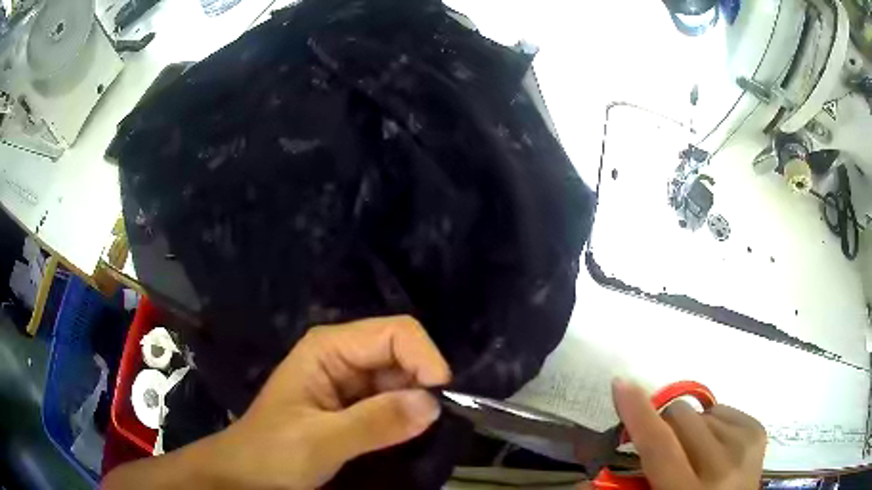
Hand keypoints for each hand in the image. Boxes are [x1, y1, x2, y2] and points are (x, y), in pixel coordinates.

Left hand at [104, 316, 450, 489]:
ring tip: (415, 433)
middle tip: (428, 423)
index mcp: (329, 347)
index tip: (439, 400)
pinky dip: (407, 414)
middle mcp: (343, 354)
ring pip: (402, 377)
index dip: (425, 358)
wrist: (249, 472)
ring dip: (416, 401)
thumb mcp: (320, 441)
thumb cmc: (273, 452)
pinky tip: (405, 433)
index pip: (395, 332)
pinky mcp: (355, 402)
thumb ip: (374, 423)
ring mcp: (350, 379)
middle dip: (422, 382)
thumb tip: (432, 404)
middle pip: (402, 352)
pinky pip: (394, 399)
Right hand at [607, 378, 765, 489]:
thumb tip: (584, 481)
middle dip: (664, 426)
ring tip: (696, 456)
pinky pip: (722, 409)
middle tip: (665, 449)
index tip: (621, 384)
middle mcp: (721, 466)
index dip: (638, 415)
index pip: (659, 447)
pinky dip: (712, 425)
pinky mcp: (758, 431)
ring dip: (690, 429)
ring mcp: (744, 445)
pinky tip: (715, 449)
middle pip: (680, 417)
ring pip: (700, 411)